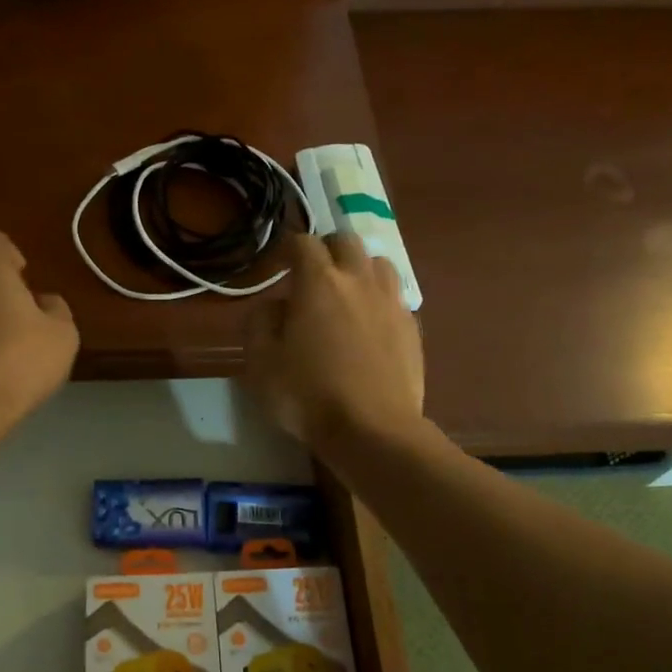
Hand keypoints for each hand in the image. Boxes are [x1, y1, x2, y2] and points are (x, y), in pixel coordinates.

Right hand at [242, 233, 423, 448]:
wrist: (372, 430)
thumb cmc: (307, 394)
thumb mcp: (261, 362)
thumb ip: (260, 322)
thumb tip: (274, 305)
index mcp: (319, 282)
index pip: (303, 243)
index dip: (288, 247)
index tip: (279, 263)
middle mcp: (359, 281)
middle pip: (346, 241)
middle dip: (327, 249)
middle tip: (312, 273)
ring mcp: (391, 302)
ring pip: (378, 263)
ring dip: (359, 268)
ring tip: (346, 292)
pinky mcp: (411, 327)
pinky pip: (395, 296)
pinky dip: (379, 298)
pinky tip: (369, 323)